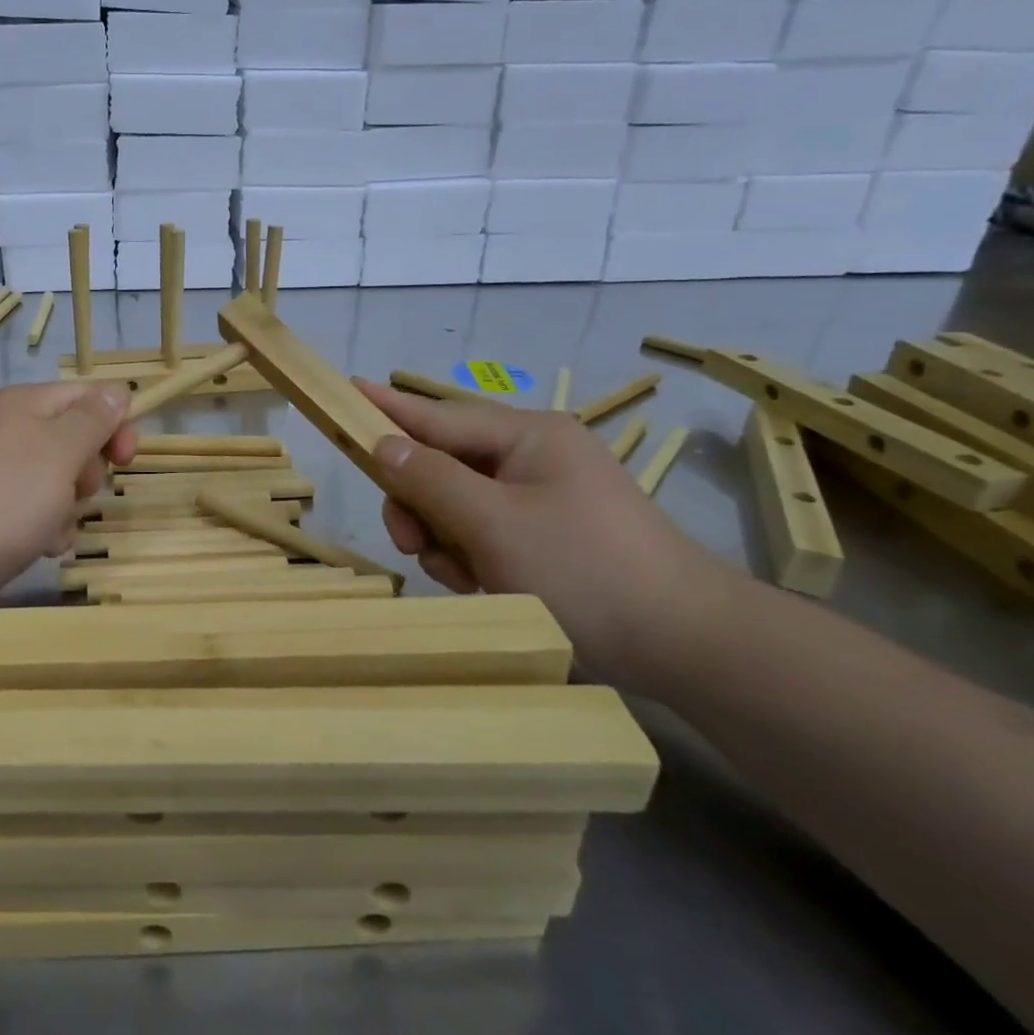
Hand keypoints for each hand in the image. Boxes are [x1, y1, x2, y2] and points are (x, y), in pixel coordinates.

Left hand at [0, 382, 136, 598]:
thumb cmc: (4, 497)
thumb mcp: (60, 449)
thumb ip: (94, 419)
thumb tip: (117, 391)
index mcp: (26, 404)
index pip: (88, 396)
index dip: (114, 423)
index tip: (125, 458)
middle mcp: (12, 432)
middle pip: (77, 441)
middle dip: (88, 472)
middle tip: (75, 491)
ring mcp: (2, 475)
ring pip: (63, 483)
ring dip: (70, 508)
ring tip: (51, 526)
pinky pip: (41, 513)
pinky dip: (48, 530)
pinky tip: (40, 547)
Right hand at [358, 381, 738, 694]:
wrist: (688, 646)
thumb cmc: (584, 571)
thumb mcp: (493, 524)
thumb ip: (430, 479)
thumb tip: (383, 445)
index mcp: (527, 436)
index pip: (437, 415)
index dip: (386, 407)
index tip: (345, 388)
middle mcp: (532, 458)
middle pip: (442, 466)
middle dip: (420, 505)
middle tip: (410, 542)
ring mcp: (542, 498)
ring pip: (456, 506)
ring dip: (446, 540)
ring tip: (466, 577)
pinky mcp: (547, 537)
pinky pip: (483, 534)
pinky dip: (473, 559)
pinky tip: (486, 586)